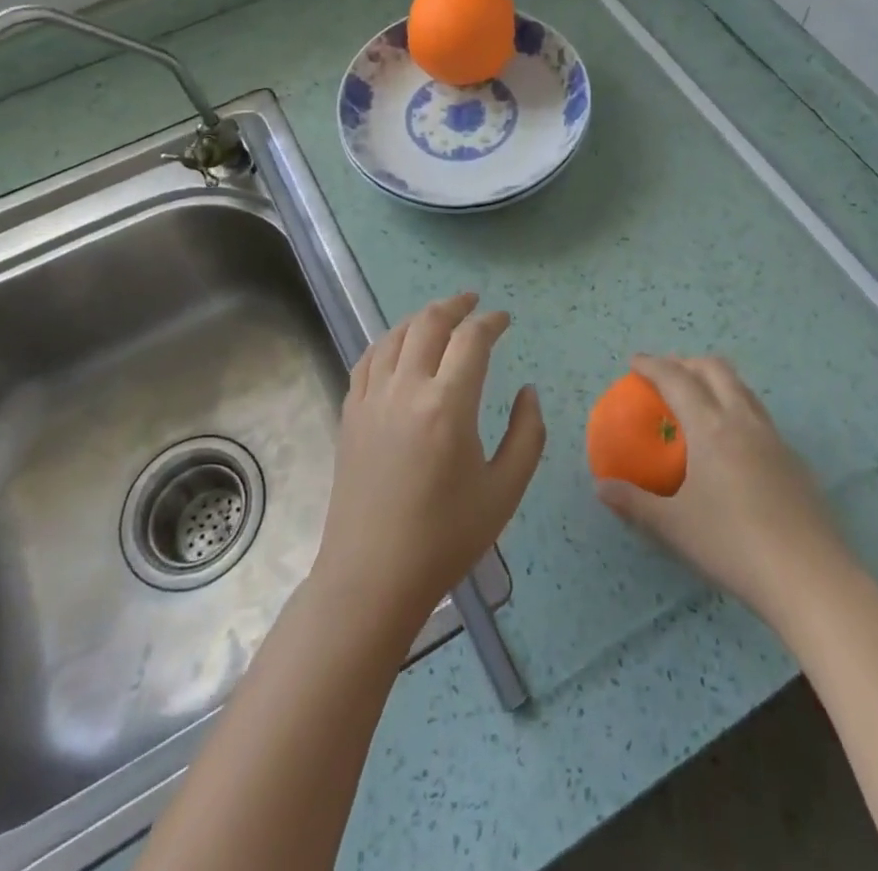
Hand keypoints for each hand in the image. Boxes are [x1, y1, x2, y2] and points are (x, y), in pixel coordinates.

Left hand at [312, 293, 545, 636]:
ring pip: (395, 335)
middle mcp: (406, 389)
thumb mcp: (505, 491)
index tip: (505, 319)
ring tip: (440, 315)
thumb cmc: (445, 538)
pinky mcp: (350, 414)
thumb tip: (528, 391)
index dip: (491, 322)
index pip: (471, 340)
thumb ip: (527, 434)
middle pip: (429, 324)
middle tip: (474, 302)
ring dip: (421, 317)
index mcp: (447, 405)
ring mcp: (372, 399)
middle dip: (455, 305)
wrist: (373, 576)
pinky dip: (388, 340)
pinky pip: (368, 359)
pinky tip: (397, 345)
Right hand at [595, 355, 854, 625]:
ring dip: (716, 381)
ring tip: (700, 398)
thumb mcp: (673, 527)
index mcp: (711, 427)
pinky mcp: (795, 462)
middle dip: (687, 363)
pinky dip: (738, 410)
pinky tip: (733, 445)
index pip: (677, 380)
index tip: (634, 361)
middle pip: (716, 370)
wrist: (811, 578)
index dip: (653, 365)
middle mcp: (744, 421)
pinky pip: (760, 417)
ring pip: (743, 390)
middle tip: (666, 373)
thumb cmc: (732, 545)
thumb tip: (601, 487)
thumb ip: (634, 503)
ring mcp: (775, 439)